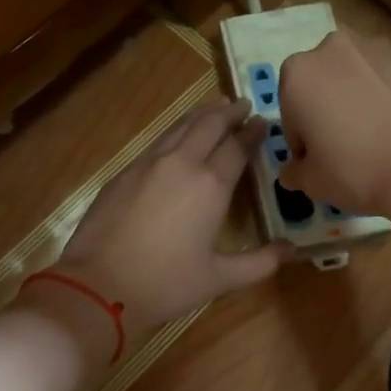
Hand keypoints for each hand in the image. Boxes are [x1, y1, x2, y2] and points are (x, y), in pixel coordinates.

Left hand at [47, 99, 286, 338]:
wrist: (98, 286)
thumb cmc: (166, 283)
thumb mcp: (220, 279)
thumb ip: (260, 263)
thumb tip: (292, 250)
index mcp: (210, 185)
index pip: (237, 147)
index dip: (252, 132)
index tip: (263, 121)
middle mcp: (180, 164)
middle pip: (208, 125)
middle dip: (228, 112)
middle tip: (242, 104)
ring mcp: (147, 164)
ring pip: (179, 127)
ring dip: (200, 116)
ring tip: (213, 110)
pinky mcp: (123, 173)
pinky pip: (157, 142)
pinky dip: (175, 132)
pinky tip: (176, 139)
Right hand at [279, 31, 390, 228]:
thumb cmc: (357, 172)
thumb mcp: (312, 183)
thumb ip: (294, 171)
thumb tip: (293, 170)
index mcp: (298, 74)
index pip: (291, 112)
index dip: (303, 140)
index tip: (320, 162)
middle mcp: (334, 48)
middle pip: (324, 82)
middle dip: (331, 108)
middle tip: (349, 146)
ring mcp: (380, 47)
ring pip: (360, 75)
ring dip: (362, 96)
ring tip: (382, 135)